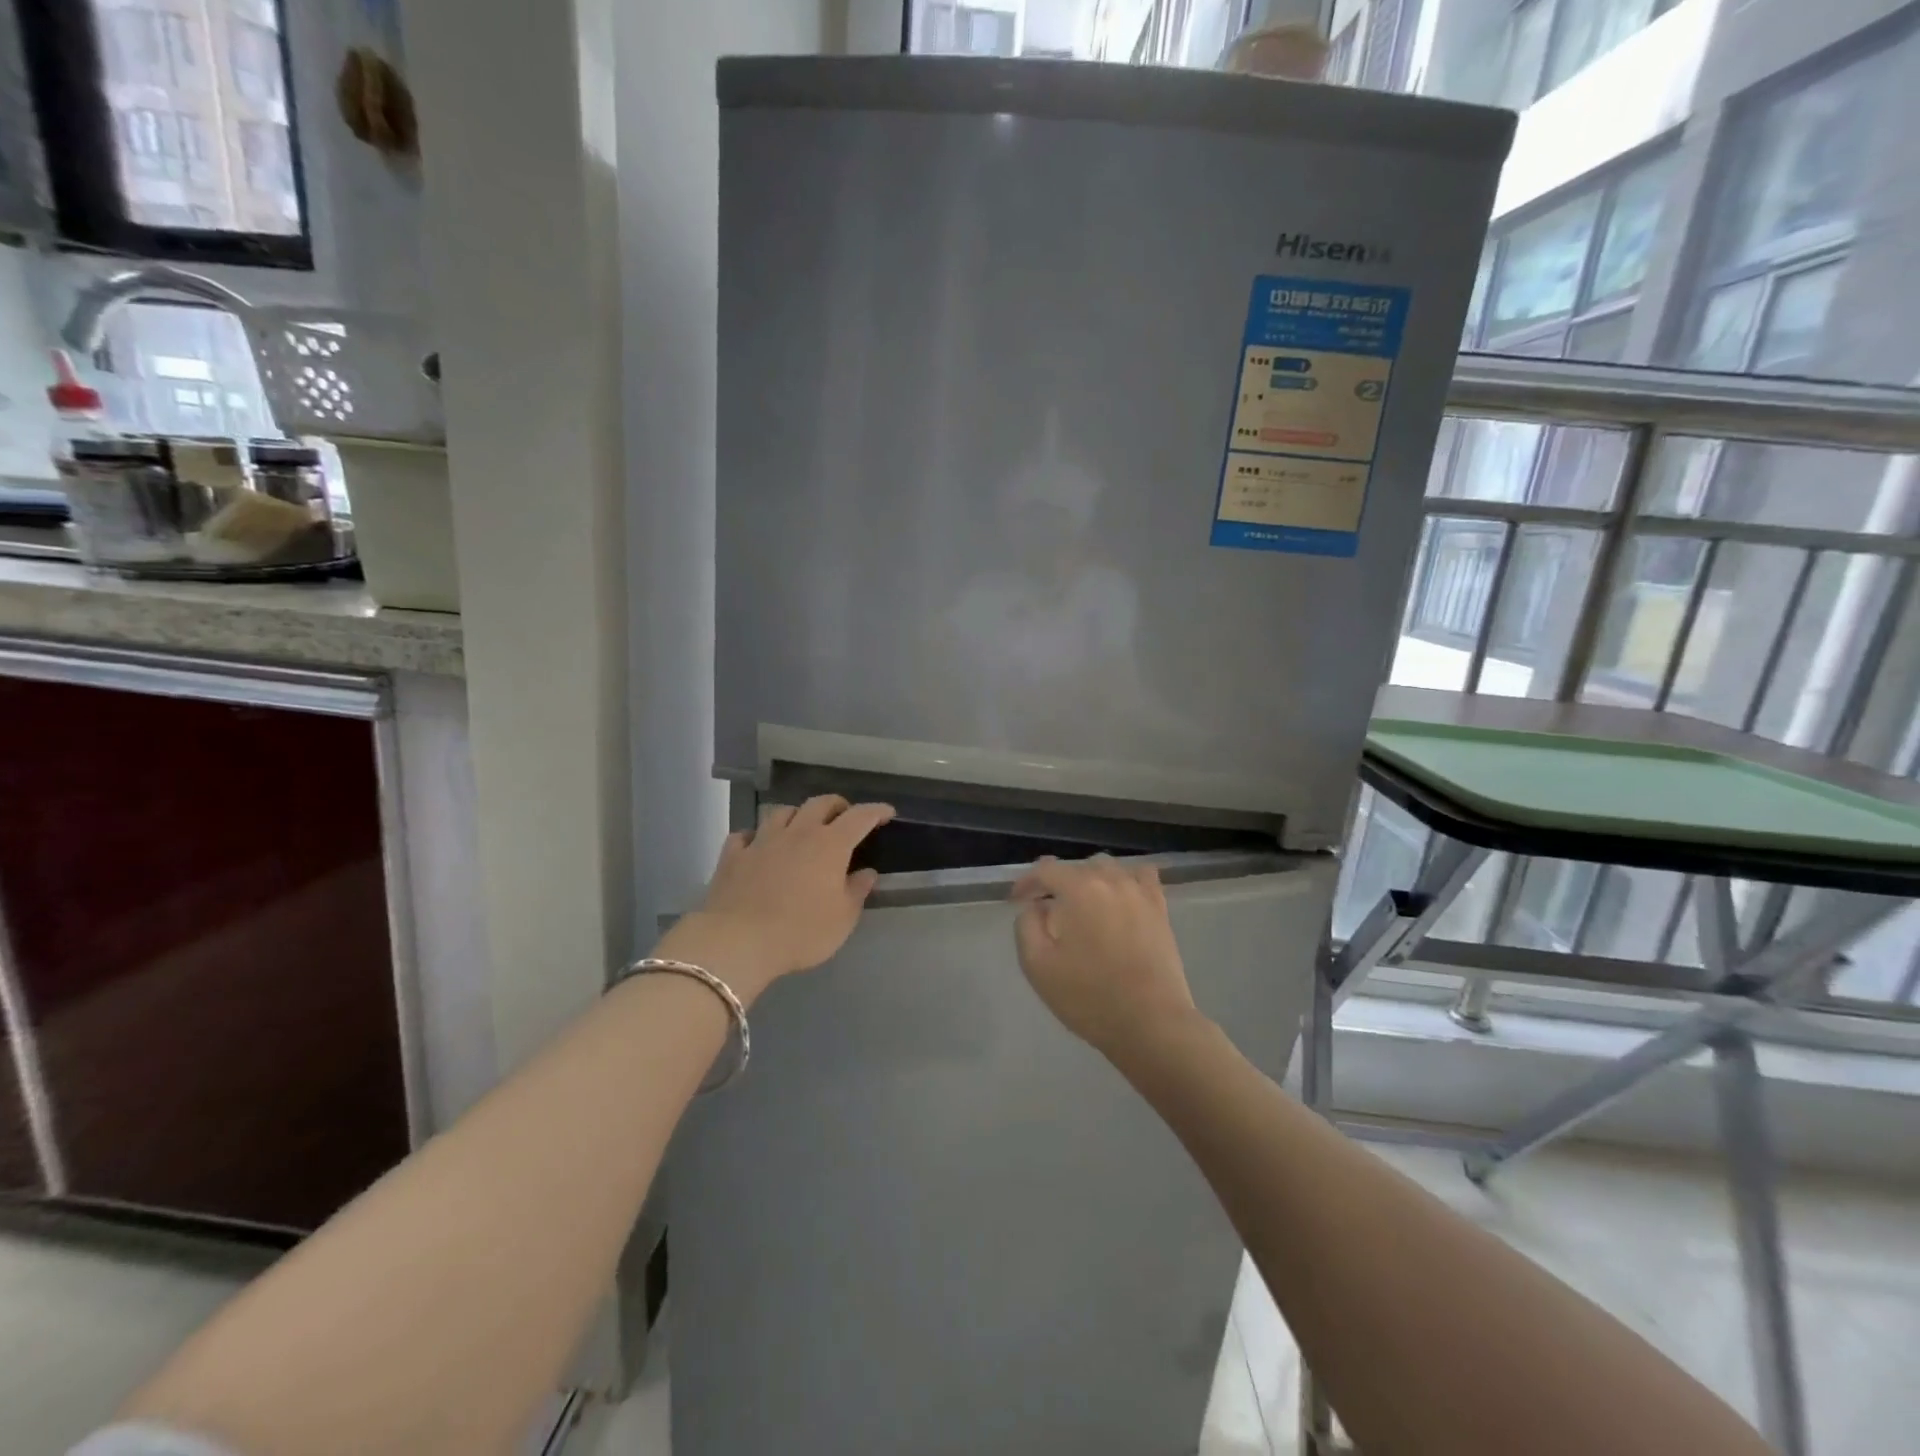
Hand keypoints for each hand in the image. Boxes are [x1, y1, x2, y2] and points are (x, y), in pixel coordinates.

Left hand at [654, 796, 894, 1002]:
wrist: (737, 942)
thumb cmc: (801, 932)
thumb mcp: (842, 919)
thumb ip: (857, 891)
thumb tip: (867, 872)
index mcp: (830, 845)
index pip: (859, 817)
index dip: (876, 811)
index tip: (887, 812)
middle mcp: (797, 833)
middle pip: (819, 804)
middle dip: (837, 805)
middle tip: (844, 816)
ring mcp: (762, 841)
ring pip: (782, 812)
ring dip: (797, 814)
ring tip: (802, 826)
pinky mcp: (733, 856)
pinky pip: (745, 834)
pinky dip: (756, 835)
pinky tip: (757, 844)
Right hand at [1011, 855, 1199, 1059]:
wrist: (1151, 1023)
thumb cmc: (1089, 997)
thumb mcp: (1037, 965)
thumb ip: (1027, 925)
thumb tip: (1036, 906)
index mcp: (1079, 889)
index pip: (1046, 870)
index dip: (1027, 882)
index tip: (1016, 900)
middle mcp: (1110, 880)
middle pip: (1077, 867)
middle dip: (1057, 883)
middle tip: (1046, 908)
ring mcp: (1140, 892)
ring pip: (1109, 868)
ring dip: (1089, 879)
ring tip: (1081, 905)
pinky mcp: (1160, 909)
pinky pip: (1142, 877)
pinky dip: (1126, 880)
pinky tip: (1120, 897)